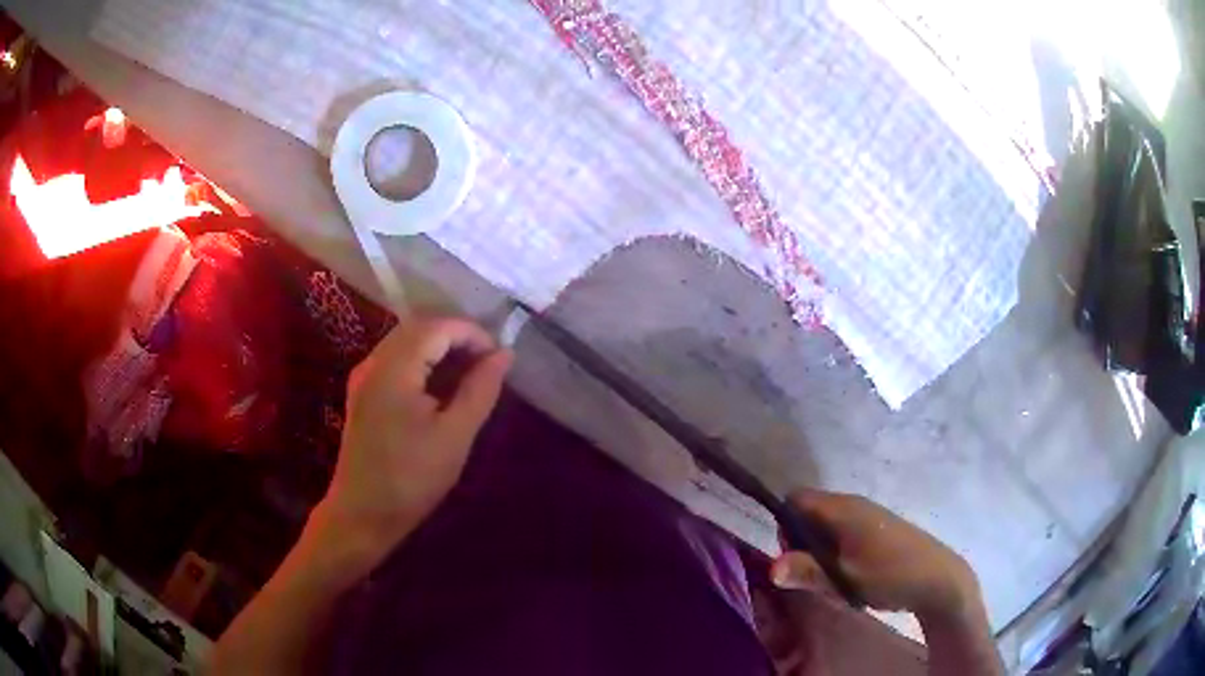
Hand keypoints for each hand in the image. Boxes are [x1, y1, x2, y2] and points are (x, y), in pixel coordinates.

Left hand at [309, 316, 512, 575]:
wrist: (362, 514)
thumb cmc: (412, 479)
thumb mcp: (455, 436)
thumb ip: (480, 389)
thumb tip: (504, 354)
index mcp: (394, 369)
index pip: (437, 327)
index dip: (472, 333)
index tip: (499, 358)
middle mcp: (373, 362)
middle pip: (419, 327)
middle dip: (457, 337)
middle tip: (488, 364)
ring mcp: (364, 376)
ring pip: (406, 341)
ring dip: (440, 348)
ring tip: (470, 375)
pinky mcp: (362, 392)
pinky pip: (395, 359)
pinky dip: (422, 362)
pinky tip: (440, 388)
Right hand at [771, 489, 980, 621]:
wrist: (938, 578)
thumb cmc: (890, 575)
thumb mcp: (845, 579)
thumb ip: (808, 571)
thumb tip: (770, 568)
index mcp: (843, 509)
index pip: (796, 499)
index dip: (785, 525)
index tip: (792, 557)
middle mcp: (854, 504)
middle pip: (809, 511)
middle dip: (800, 541)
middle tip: (811, 573)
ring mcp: (868, 515)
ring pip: (826, 524)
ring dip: (819, 549)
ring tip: (831, 578)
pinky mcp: (878, 528)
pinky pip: (843, 531)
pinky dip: (836, 550)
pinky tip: (849, 574)